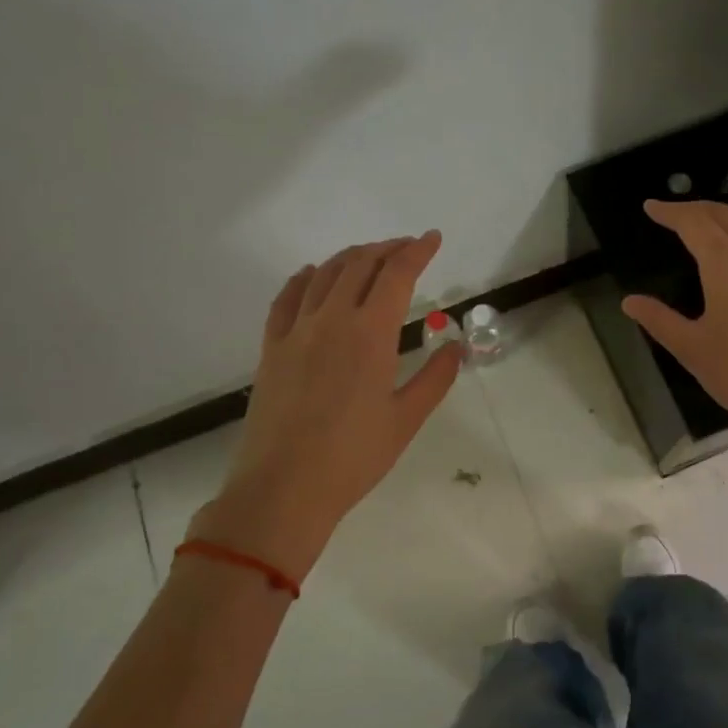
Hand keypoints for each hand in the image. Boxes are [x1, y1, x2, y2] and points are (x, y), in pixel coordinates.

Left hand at [191, 231, 461, 579]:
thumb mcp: (406, 419)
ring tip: (369, 257)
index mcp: (370, 333)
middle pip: (360, 264)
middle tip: (407, 248)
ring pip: (324, 274)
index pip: (397, 275)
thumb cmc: (353, 457)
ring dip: (351, 257)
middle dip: (387, 248)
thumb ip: (435, 377)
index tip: (433, 239)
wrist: (283, 489)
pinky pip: (286, 298)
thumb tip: (455, 346)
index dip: (417, 251)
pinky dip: (304, 278)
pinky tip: (312, 274)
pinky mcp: (271, 348)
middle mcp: (331, 320)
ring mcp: (296, 331)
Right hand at [621, 200, 727, 473]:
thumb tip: (630, 301)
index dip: (669, 212)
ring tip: (706, 222)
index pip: (693, 223)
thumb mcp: (691, 348)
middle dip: (696, 208)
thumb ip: (659, 319)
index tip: (650, 207)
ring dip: (726, 213)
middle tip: (672, 213)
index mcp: (726, 263)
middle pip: (724, 214)